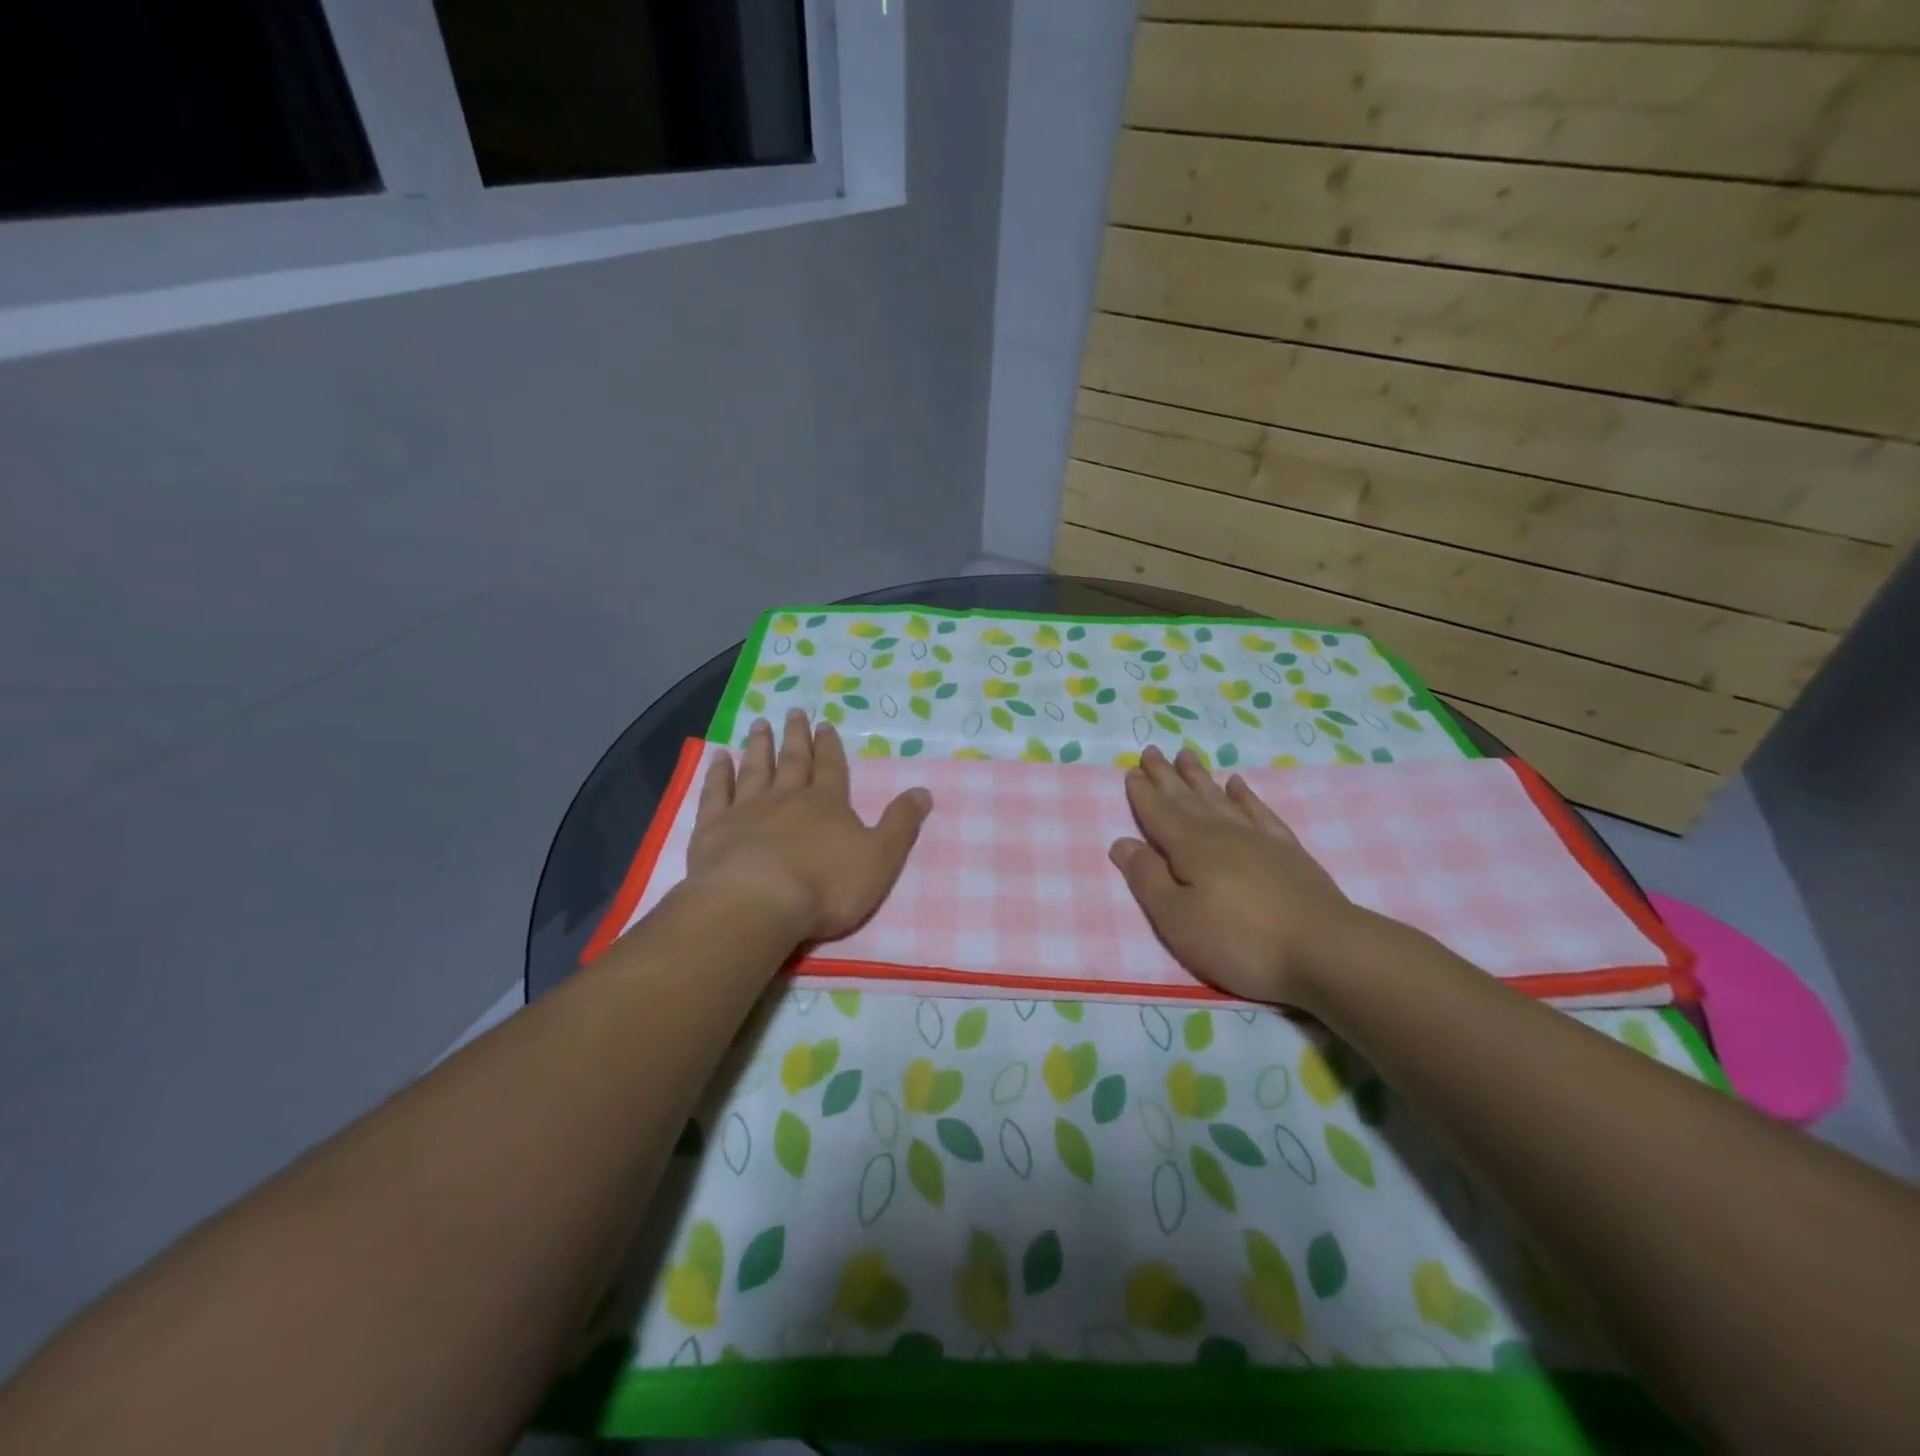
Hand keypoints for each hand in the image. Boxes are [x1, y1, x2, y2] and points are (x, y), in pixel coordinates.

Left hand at [682, 709, 931, 944]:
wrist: (756, 903)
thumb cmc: (825, 886)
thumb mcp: (880, 858)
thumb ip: (901, 824)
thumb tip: (923, 791)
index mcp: (827, 803)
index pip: (831, 767)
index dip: (829, 745)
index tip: (824, 723)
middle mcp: (787, 797)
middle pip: (793, 760)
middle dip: (795, 736)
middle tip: (793, 711)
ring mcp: (747, 810)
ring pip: (755, 769)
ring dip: (758, 746)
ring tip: (759, 725)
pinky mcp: (714, 828)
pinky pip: (717, 793)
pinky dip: (718, 774)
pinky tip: (718, 758)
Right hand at [1109, 746, 1364, 1006]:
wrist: (1325, 950)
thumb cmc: (1239, 940)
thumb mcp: (1177, 919)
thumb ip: (1147, 879)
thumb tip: (1122, 842)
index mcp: (1189, 848)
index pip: (1158, 814)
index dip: (1143, 794)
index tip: (1131, 770)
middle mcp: (1221, 833)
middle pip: (1186, 798)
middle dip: (1166, 776)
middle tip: (1152, 751)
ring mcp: (1258, 838)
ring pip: (1220, 798)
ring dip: (1200, 777)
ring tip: (1187, 756)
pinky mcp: (1287, 851)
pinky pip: (1259, 811)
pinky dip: (1245, 796)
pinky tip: (1238, 784)